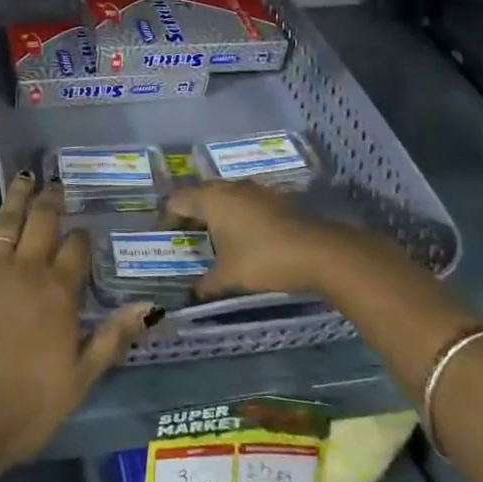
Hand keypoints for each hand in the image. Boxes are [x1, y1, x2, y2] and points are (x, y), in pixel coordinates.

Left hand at [0, 172, 158, 470]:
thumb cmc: (26, 406)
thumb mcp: (81, 379)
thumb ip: (113, 337)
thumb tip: (151, 306)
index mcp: (59, 293)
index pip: (76, 250)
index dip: (81, 236)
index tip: (83, 227)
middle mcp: (26, 270)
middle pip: (42, 223)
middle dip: (51, 201)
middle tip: (55, 184)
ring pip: (7, 221)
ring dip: (17, 197)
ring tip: (24, 177)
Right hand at [165, 179, 349, 298]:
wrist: (318, 252)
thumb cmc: (263, 259)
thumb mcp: (229, 276)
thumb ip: (206, 283)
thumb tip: (192, 293)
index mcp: (211, 199)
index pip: (177, 201)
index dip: (167, 218)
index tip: (164, 238)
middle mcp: (230, 187)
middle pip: (199, 195)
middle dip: (189, 216)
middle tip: (184, 239)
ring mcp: (254, 190)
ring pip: (223, 197)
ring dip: (214, 215)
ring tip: (210, 241)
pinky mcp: (273, 199)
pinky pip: (243, 203)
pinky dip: (234, 217)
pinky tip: (239, 239)